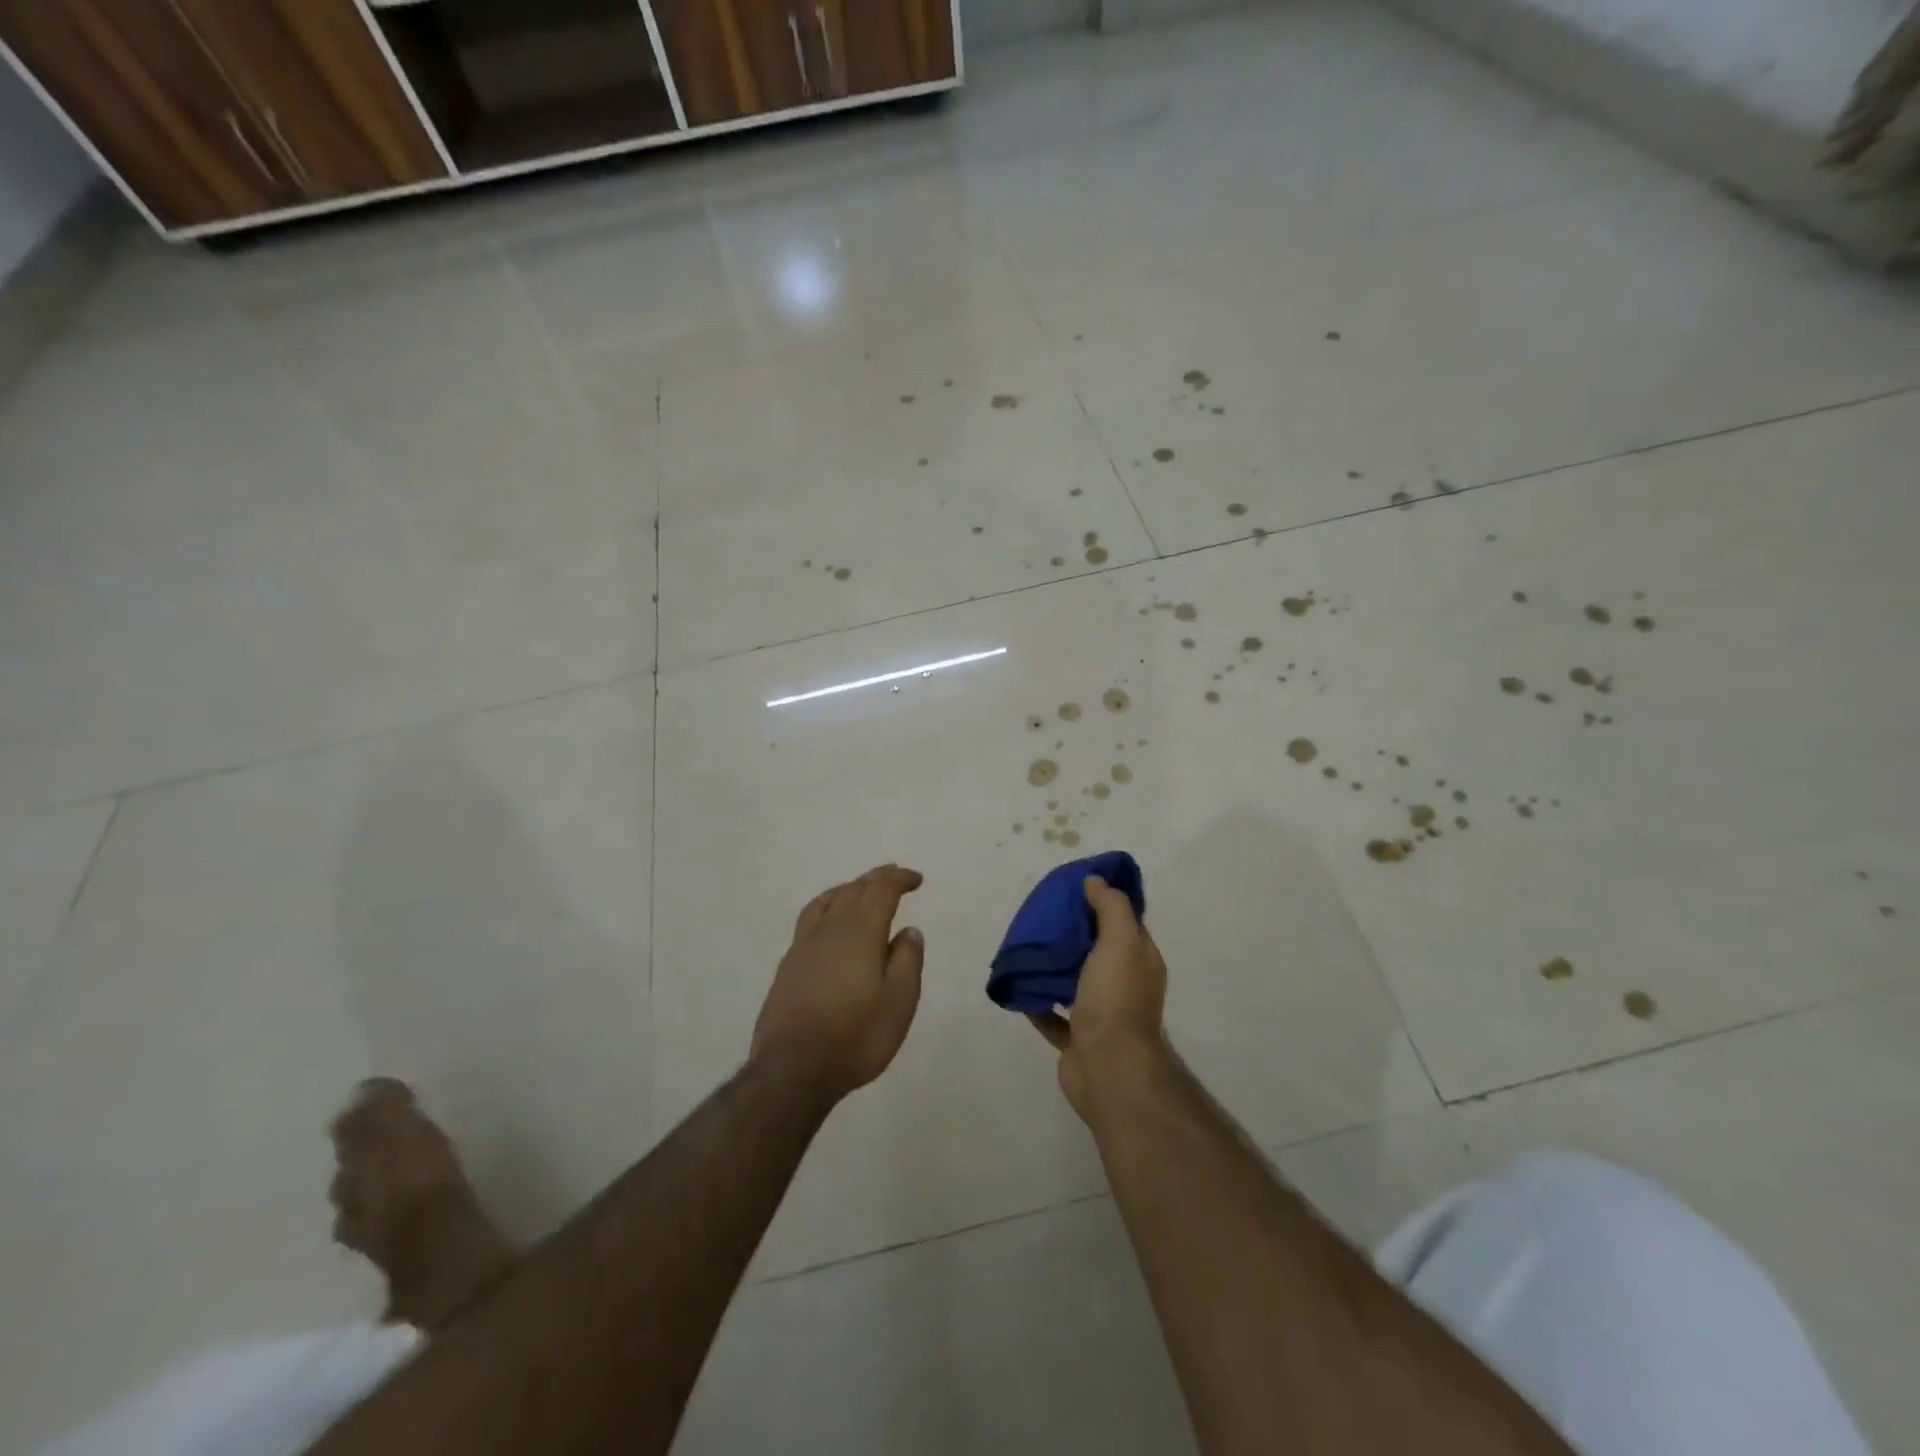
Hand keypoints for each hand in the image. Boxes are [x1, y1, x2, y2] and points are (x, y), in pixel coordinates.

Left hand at [751, 865, 925, 1102]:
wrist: (793, 1069)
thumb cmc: (856, 1037)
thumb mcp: (899, 1003)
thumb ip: (907, 961)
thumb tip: (909, 931)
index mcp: (861, 933)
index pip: (881, 891)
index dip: (899, 880)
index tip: (915, 879)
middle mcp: (830, 930)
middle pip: (853, 890)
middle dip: (876, 878)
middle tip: (893, 875)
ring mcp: (804, 946)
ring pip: (827, 901)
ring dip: (848, 888)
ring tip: (859, 889)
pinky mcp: (788, 965)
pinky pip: (810, 919)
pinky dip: (826, 907)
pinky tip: (828, 923)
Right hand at [1029, 876, 1168, 1118]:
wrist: (1109, 1068)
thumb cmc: (1116, 999)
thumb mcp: (1120, 940)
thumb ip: (1110, 907)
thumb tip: (1095, 881)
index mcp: (1138, 960)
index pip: (1122, 922)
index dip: (1101, 902)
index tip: (1073, 887)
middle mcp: (1123, 985)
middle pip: (1095, 950)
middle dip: (1071, 933)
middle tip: (1041, 914)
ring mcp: (1099, 1014)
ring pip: (1072, 981)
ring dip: (1052, 966)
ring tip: (1024, 947)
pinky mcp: (1076, 1039)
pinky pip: (1052, 1014)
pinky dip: (1036, 1001)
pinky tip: (1018, 985)